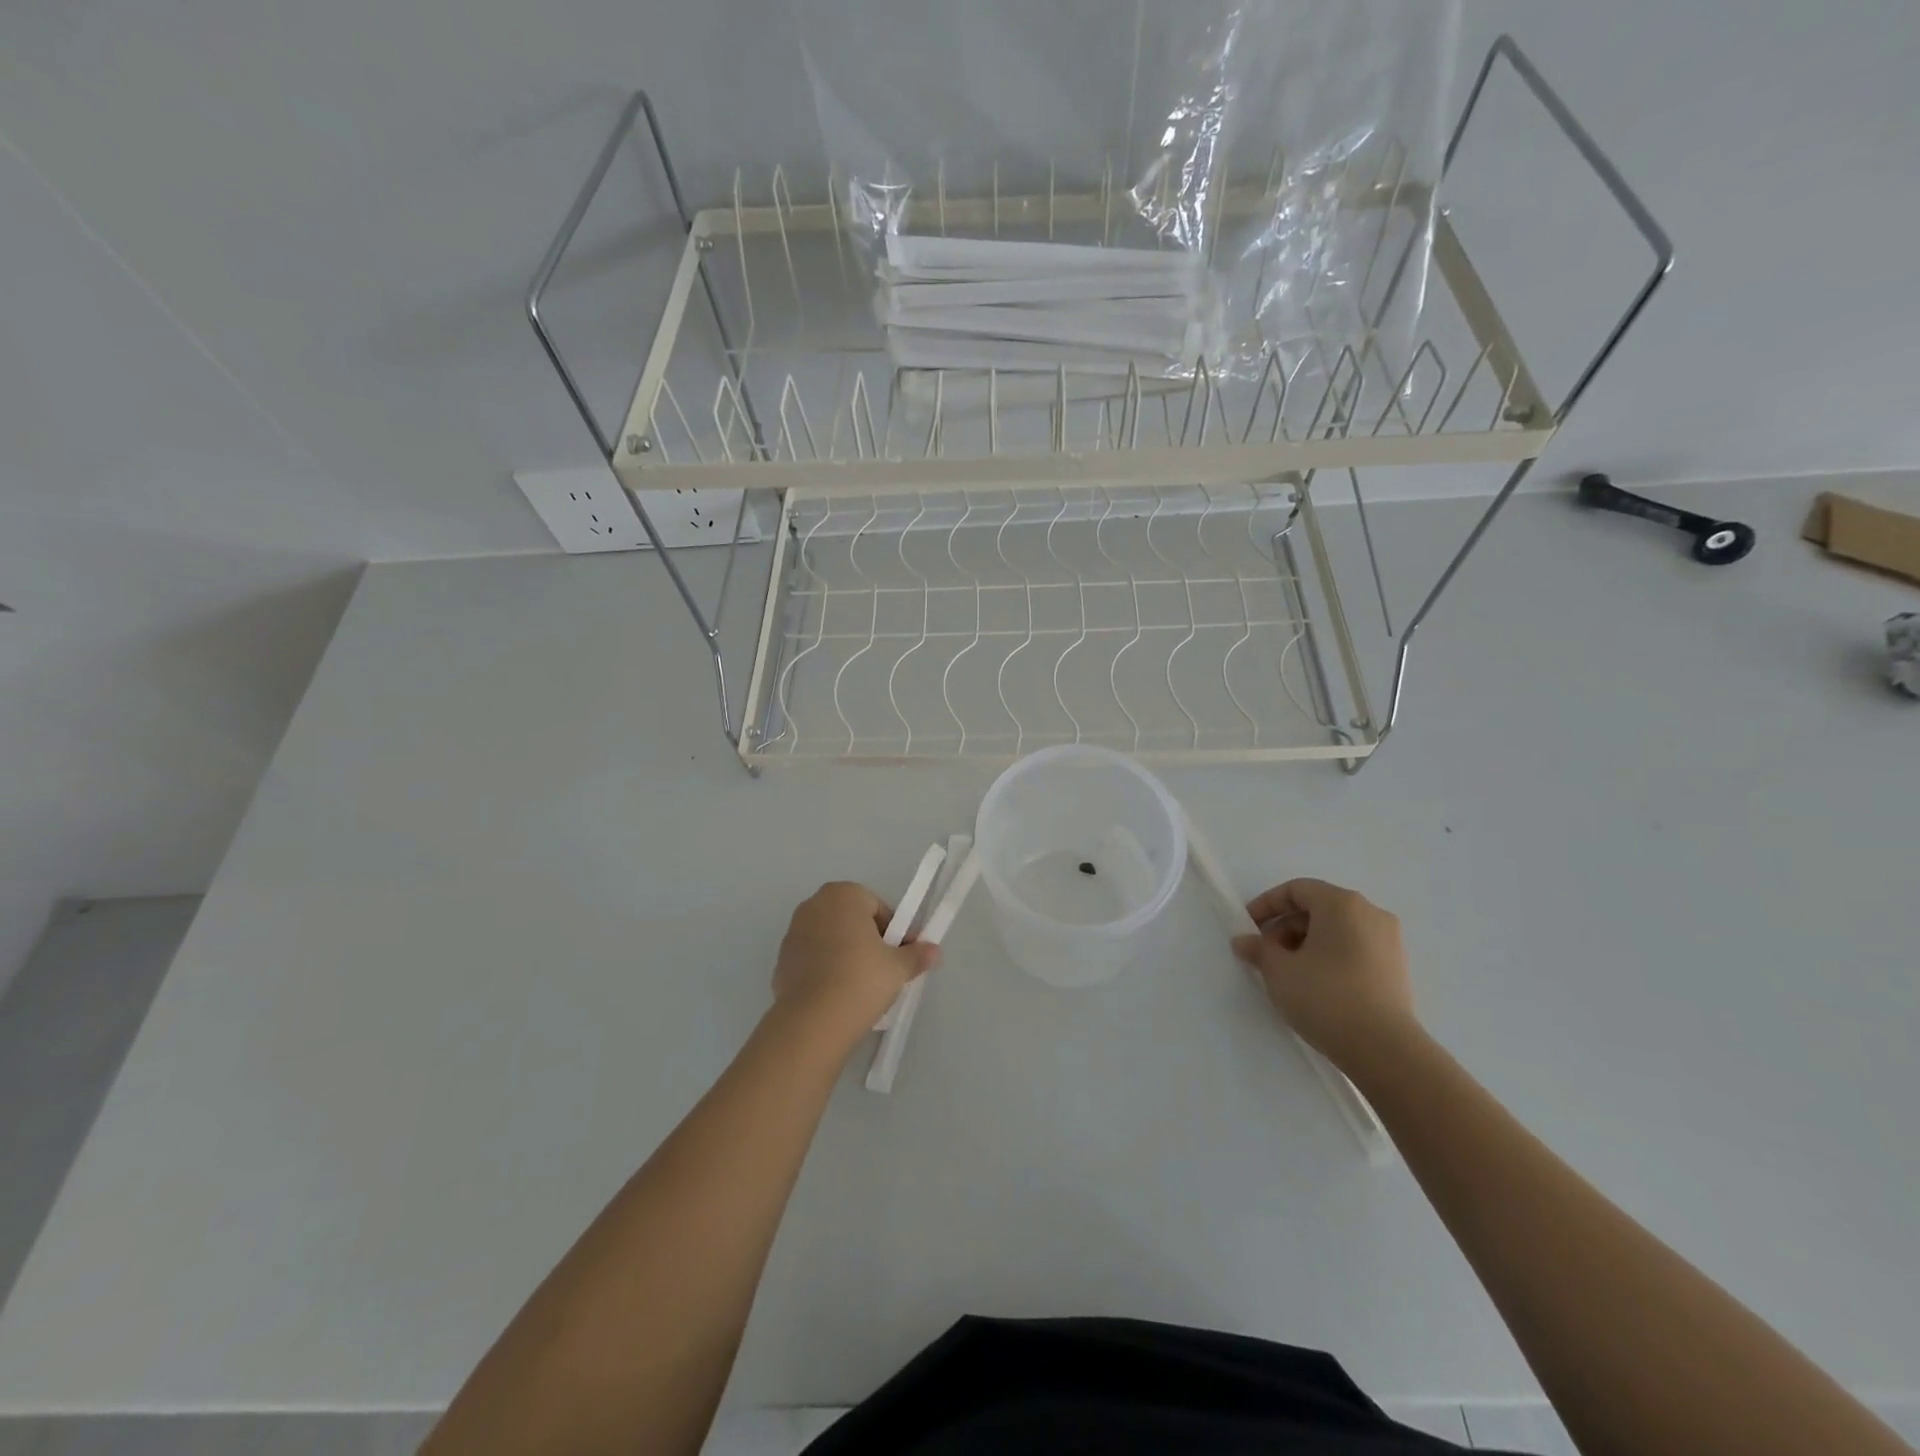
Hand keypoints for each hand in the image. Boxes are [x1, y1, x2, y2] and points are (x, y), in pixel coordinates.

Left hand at [772, 882, 939, 1049]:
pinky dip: (825, 971)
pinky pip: (812, 961)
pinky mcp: (780, 962)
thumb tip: (934, 951)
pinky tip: (837, 996)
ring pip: (830, 940)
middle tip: (882, 970)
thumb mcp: (898, 967)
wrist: (813, 1022)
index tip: (900, 956)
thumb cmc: (861, 979)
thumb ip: (917, 955)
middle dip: (867, 940)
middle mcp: (813, 905)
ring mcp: (792, 933)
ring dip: (845, 955)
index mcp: (843, 895)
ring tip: (860, 987)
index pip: (877, 907)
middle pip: (851, 920)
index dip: (893, 932)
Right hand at [1231, 877, 1416, 1075]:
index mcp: (1341, 904)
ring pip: (1337, 929)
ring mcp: (1389, 941)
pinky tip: (1316, 984)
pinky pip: (1355, 948)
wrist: (1385, 1050)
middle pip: (1318, 908)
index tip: (1249, 927)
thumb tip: (1243, 941)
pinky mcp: (1397, 968)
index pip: (1297, 890)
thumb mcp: (1279, 971)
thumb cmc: (1325, 997)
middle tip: (1266, 954)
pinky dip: (1330, 956)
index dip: (1267, 904)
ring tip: (1289, 972)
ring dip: (1307, 943)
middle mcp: (1370, 913)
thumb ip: (1258, 949)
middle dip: (1286, 927)